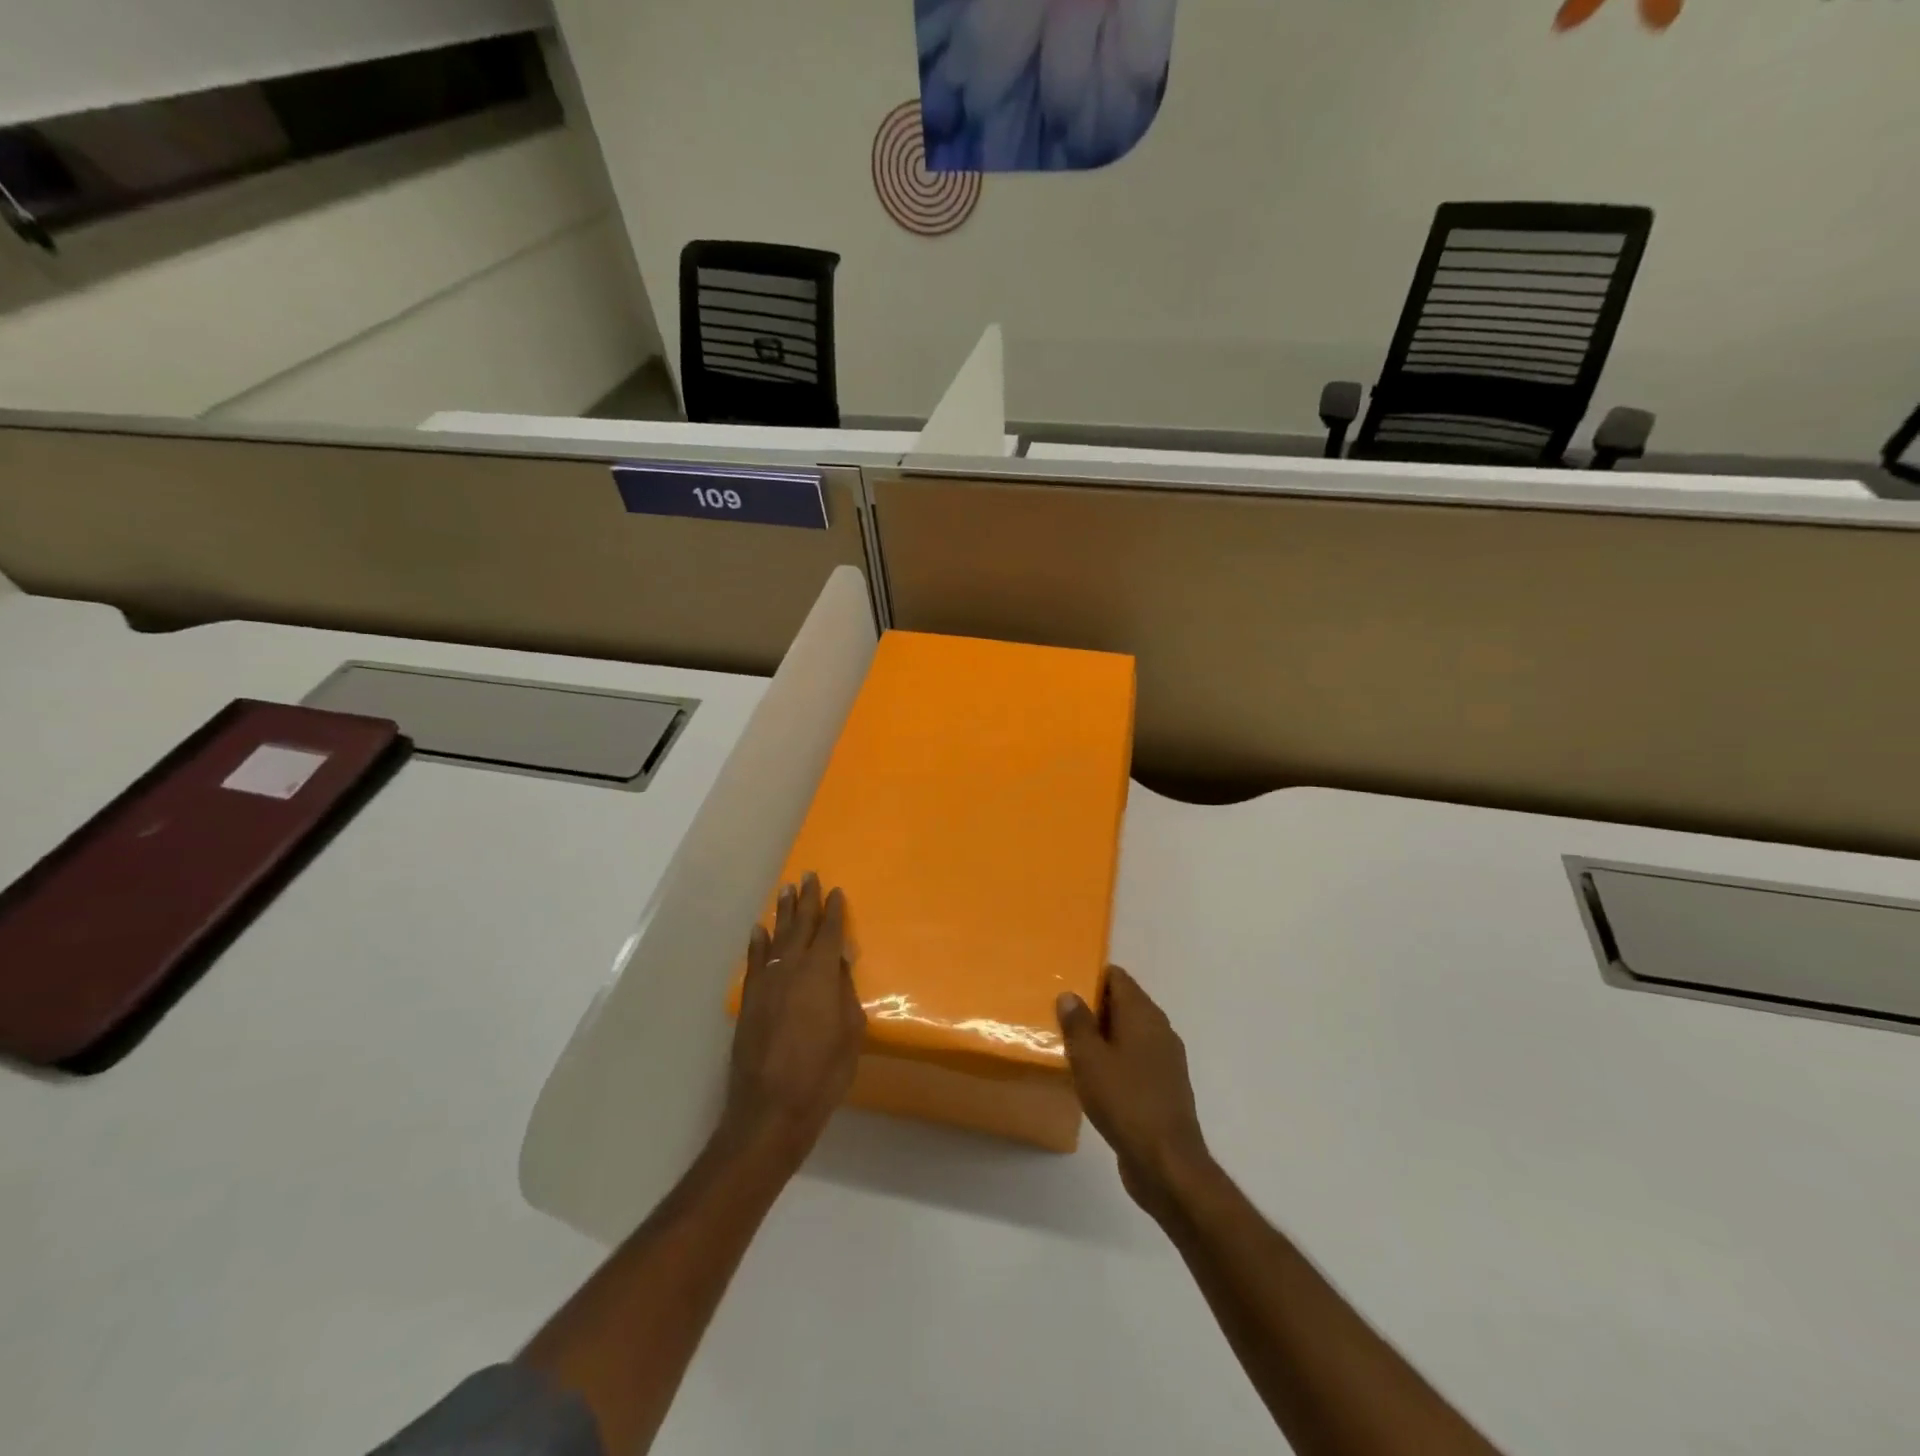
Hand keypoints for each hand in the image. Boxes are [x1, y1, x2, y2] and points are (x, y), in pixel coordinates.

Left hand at [722, 874, 865, 1163]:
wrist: (771, 1108)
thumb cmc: (823, 1072)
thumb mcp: (850, 1032)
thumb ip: (845, 992)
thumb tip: (841, 963)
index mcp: (821, 973)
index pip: (830, 932)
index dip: (834, 910)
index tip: (836, 891)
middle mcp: (792, 968)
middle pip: (801, 926)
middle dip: (806, 900)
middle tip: (808, 876)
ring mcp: (766, 982)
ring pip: (776, 937)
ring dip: (782, 913)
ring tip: (786, 890)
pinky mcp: (749, 1000)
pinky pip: (754, 961)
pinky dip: (757, 943)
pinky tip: (758, 930)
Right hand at [1057, 966, 1212, 1221]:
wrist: (1166, 1163)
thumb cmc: (1124, 1101)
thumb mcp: (1089, 1059)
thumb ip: (1077, 1023)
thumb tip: (1070, 994)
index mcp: (1143, 1014)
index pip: (1117, 978)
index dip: (1091, 977)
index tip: (1065, 986)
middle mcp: (1159, 1029)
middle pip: (1124, 1003)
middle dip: (1094, 1007)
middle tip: (1060, 1017)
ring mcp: (1165, 1060)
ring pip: (1130, 1033)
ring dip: (1104, 1037)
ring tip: (1071, 1047)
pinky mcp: (1164, 1087)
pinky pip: (1136, 1060)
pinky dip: (1116, 1060)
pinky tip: (1094, 1078)